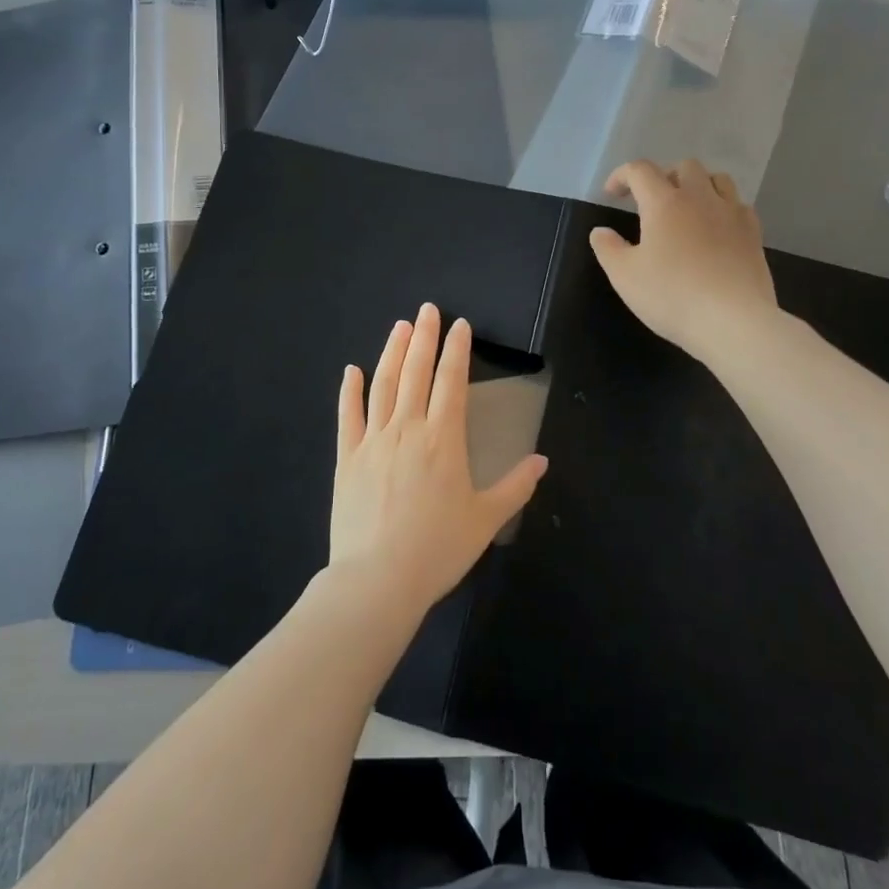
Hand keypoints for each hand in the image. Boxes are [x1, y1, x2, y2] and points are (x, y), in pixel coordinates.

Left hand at [329, 303, 547, 615]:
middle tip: (427, 310)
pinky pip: (347, 416)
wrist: (377, 579)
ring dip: (392, 353)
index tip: (459, 325)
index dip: (456, 350)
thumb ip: (515, 486)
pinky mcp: (346, 458)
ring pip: (382, 385)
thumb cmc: (437, 549)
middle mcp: (407, 429)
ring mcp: (373, 440)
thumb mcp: (486, 519)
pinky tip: (351, 371)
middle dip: (424, 338)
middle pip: (416, 373)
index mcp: (443, 439)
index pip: (452, 382)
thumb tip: (542, 461)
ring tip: (399, 327)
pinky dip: (349, 391)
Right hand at [588, 158, 776, 359]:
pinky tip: (716, 228)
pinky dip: (722, 207)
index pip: (640, 170)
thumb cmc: (672, 296)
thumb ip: (608, 249)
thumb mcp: (625, 277)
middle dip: (663, 176)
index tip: (612, 194)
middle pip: (684, 166)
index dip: (622, 175)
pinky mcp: (754, 233)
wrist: (734, 321)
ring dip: (698, 185)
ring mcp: (732, 213)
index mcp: (664, 202)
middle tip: (651, 202)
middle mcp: (700, 197)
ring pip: (717, 179)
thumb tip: (600, 231)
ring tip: (687, 208)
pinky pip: (738, 204)